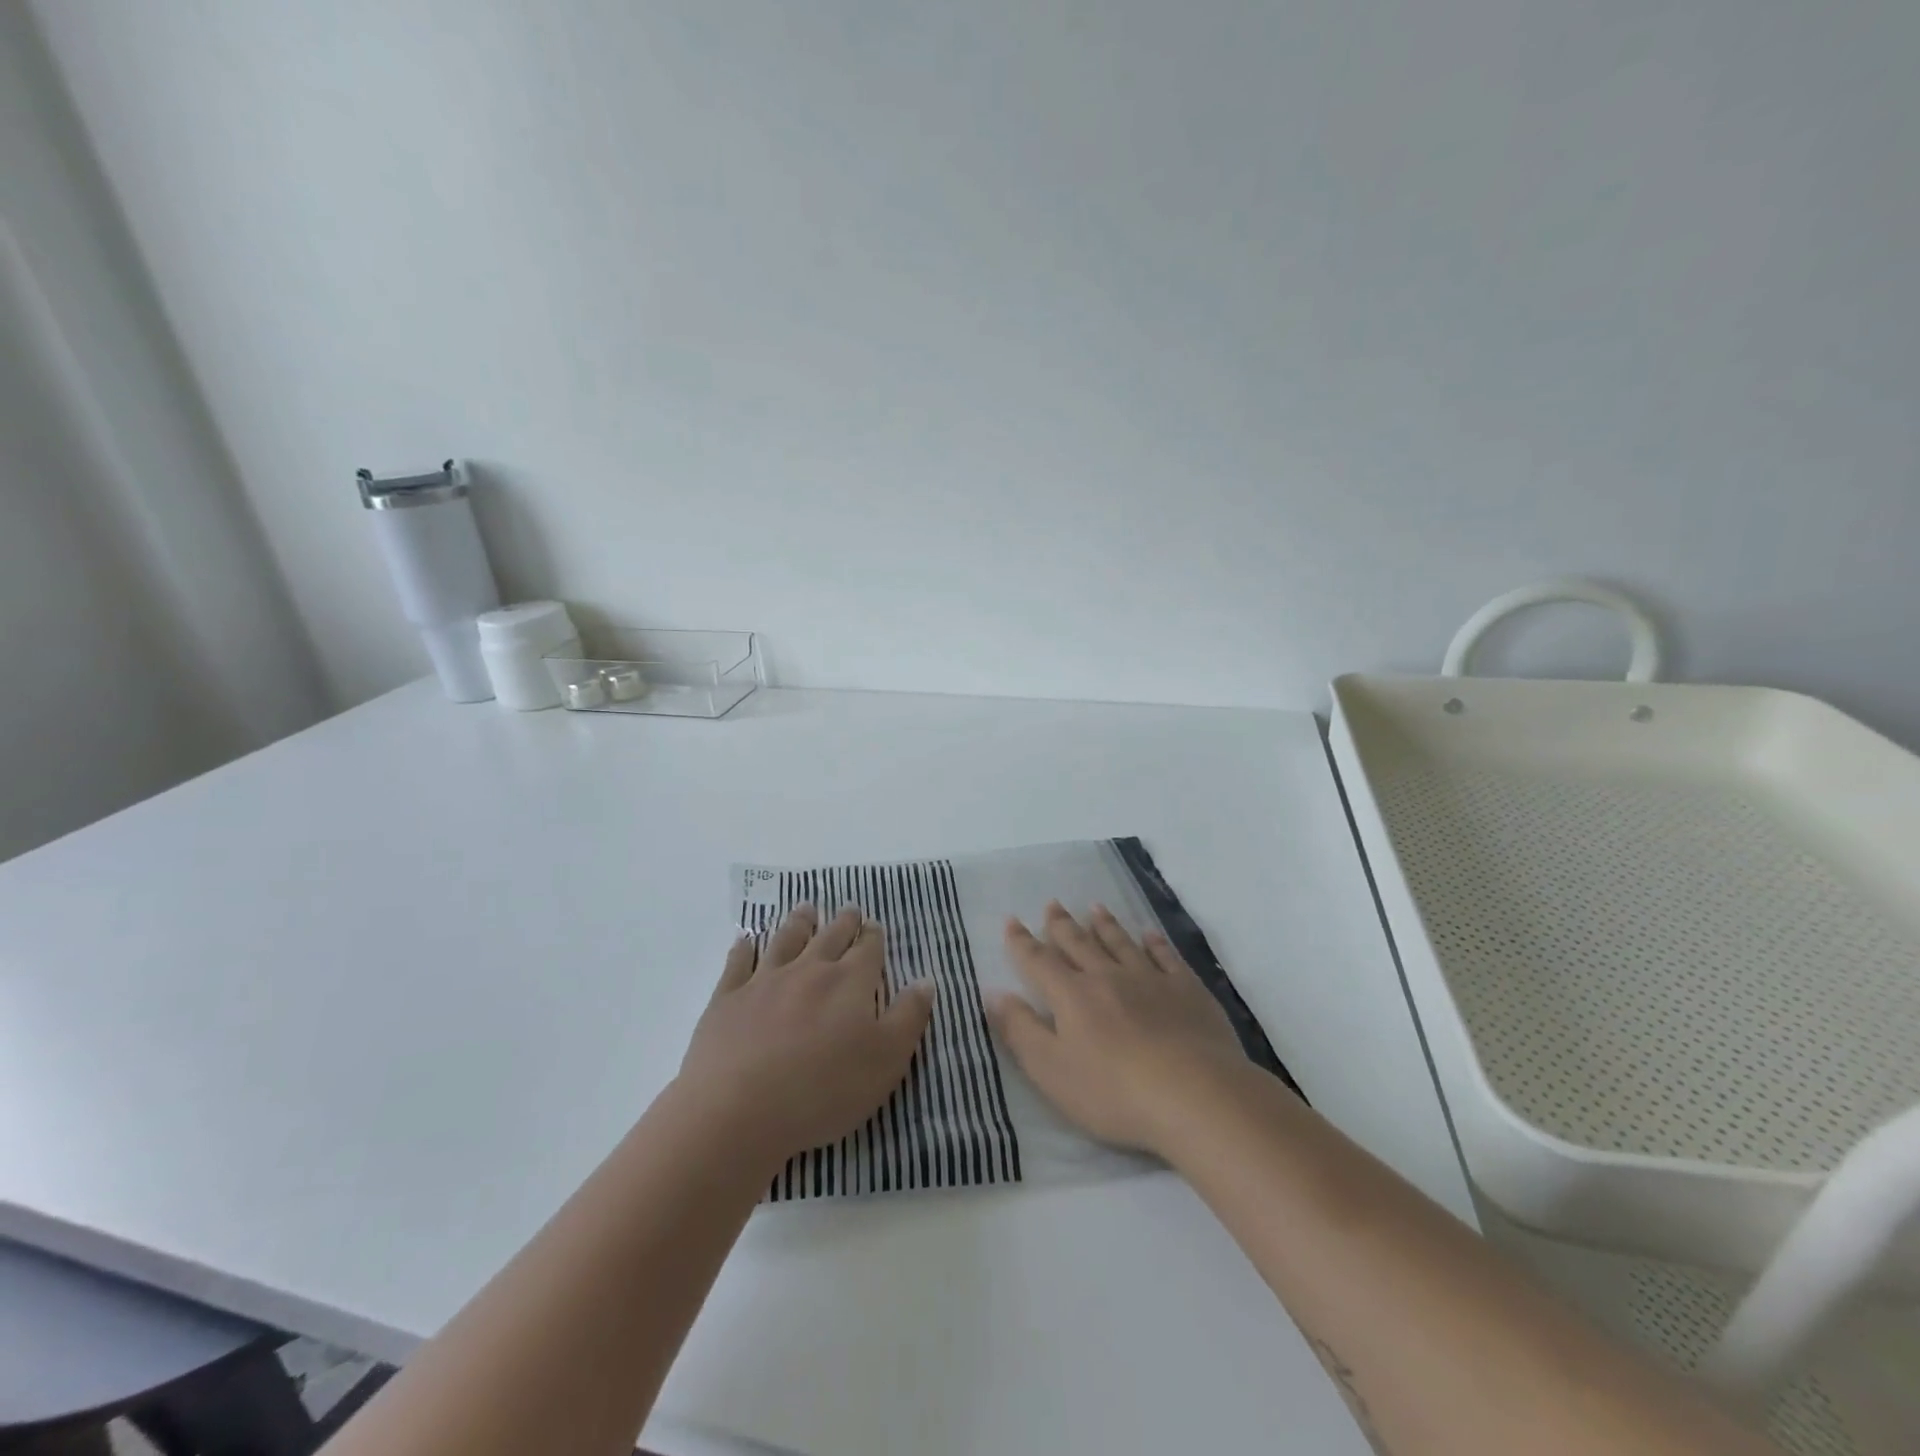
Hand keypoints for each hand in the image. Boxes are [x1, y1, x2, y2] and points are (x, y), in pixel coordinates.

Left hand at [678, 904, 935, 1167]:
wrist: (739, 1110)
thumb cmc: (824, 1090)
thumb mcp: (886, 1060)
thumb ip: (908, 1017)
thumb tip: (925, 980)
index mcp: (850, 982)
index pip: (868, 950)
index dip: (874, 937)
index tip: (875, 926)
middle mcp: (809, 970)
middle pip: (830, 937)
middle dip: (844, 922)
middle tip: (849, 909)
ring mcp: (765, 981)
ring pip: (786, 940)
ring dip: (799, 922)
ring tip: (807, 909)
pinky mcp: (728, 999)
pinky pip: (738, 963)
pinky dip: (744, 948)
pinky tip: (746, 939)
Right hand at [987, 902, 1252, 1157]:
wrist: (1194, 1095)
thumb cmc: (1113, 1091)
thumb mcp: (1051, 1070)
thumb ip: (1020, 1030)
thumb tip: (994, 993)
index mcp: (1072, 996)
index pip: (1039, 962)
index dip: (1022, 942)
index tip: (1012, 921)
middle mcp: (1108, 976)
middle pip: (1079, 944)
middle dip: (1062, 925)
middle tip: (1052, 904)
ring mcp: (1150, 980)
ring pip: (1121, 943)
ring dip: (1105, 925)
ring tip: (1095, 908)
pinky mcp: (1187, 991)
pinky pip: (1166, 957)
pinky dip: (1155, 942)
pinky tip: (1150, 934)